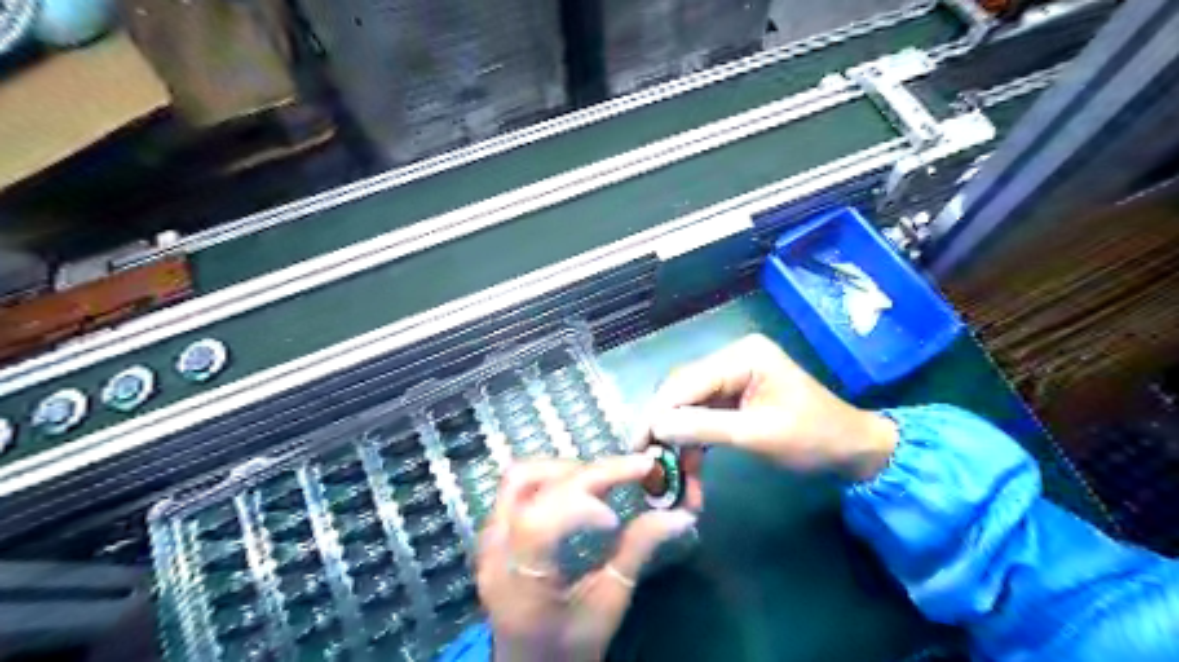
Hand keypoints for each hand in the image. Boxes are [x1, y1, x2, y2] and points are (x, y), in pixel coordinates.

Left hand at [478, 456, 692, 657]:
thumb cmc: (569, 648)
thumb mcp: (607, 606)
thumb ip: (636, 553)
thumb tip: (679, 515)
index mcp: (518, 581)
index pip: (538, 522)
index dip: (579, 506)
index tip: (615, 517)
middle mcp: (495, 550)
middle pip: (530, 485)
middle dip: (586, 472)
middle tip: (631, 470)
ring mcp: (489, 536)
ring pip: (520, 476)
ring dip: (565, 468)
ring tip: (605, 478)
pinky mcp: (494, 529)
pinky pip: (518, 486)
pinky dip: (553, 476)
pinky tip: (582, 486)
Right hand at [640, 337, 900, 479]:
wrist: (854, 453)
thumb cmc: (814, 438)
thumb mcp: (758, 435)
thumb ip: (704, 427)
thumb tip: (655, 426)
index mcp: (742, 356)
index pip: (687, 381)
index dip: (659, 412)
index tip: (637, 443)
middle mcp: (733, 360)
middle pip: (683, 393)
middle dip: (665, 428)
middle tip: (647, 461)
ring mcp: (733, 380)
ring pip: (689, 409)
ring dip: (678, 441)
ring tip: (666, 473)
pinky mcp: (734, 400)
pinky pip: (703, 419)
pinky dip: (694, 444)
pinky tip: (686, 469)